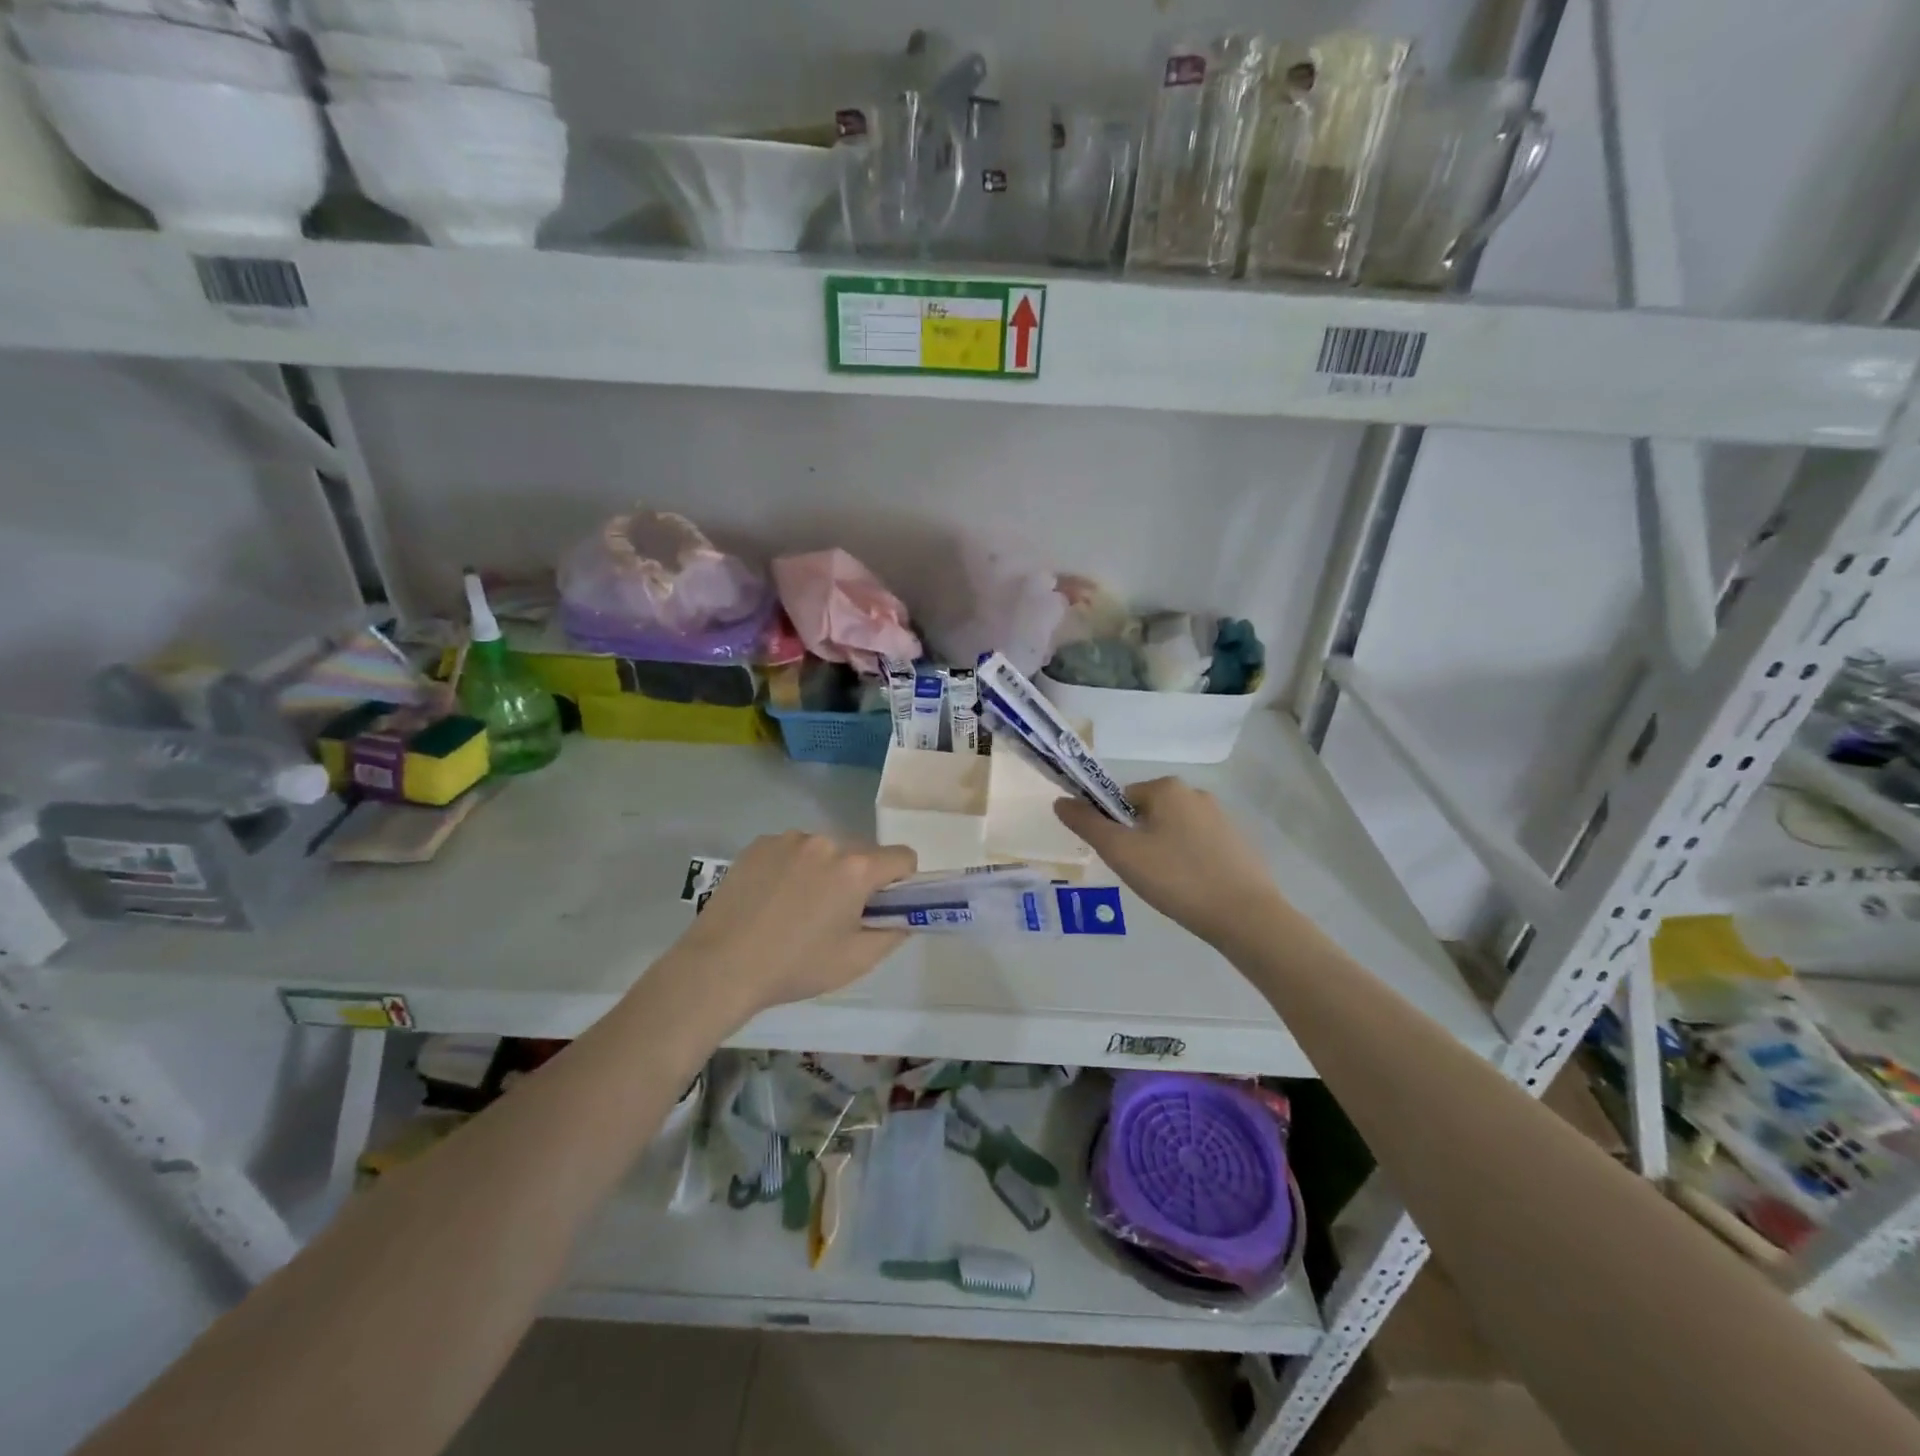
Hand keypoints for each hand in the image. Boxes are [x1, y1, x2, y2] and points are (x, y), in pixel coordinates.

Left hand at [667, 832, 917, 1017]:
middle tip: (836, 915)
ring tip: (797, 908)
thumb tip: (903, 917)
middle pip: (862, 852)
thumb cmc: (795, 966)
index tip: (883, 906)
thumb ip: (893, 933)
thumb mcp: (856, 960)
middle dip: (860, 877)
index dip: (902, 882)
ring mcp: (789, 839)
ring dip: (825, 870)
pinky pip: (792, 849)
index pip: (903, 857)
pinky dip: (793, 867)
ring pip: (825, 850)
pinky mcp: (759, 844)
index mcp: (856, 868)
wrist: (720, 966)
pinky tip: (772, 899)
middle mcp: (826, 842)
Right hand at [1055, 778, 1285, 945]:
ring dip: (1162, 853)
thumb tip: (1060, 801)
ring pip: (1172, 831)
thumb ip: (1087, 824)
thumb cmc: (1176, 878)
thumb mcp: (1121, 852)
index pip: (1120, 799)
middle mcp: (1195, 794)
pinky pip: (1197, 847)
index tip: (1120, 858)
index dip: (1112, 828)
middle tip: (1141, 875)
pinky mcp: (1238, 844)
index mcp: (1167, 788)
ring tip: (1167, 886)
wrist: (1245, 916)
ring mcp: (1221, 818)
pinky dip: (1187, 863)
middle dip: (1137, 841)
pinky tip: (1191, 889)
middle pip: (1147, 814)